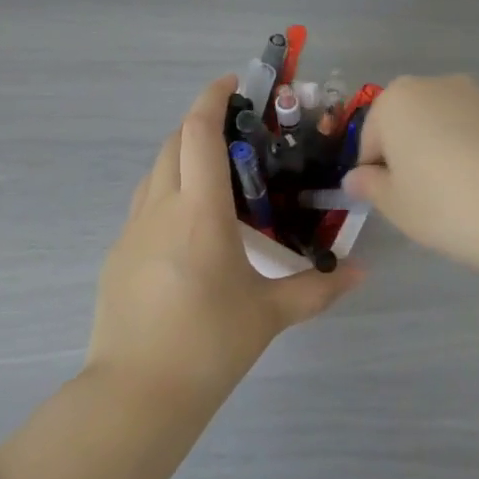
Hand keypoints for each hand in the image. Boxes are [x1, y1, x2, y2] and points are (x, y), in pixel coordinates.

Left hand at [85, 77, 359, 402]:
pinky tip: (188, 225)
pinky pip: (144, 202)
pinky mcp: (118, 252)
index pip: (199, 132)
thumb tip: (361, 272)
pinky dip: (167, 190)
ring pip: (155, 169)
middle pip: (174, 141)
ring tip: (216, 175)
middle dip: (201, 123)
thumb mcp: (268, 315)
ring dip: (182, 155)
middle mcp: (160, 206)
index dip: (213, 98)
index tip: (234, 82)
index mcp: (199, 211)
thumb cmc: (208, 346)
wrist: (135, 395)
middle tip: (237, 133)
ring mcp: (132, 228)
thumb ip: (317, 288)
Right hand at [342, 74, 478, 285]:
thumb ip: (371, 187)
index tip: (392, 205)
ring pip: (444, 130)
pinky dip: (477, 160)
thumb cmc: (450, 204)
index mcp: (395, 100)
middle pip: (407, 126)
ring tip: (463, 203)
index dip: (375, 175)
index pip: (370, 140)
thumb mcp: (397, 206)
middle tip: (424, 204)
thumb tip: (357, 178)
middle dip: (409, 160)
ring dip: (443, 158)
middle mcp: (435, 86)